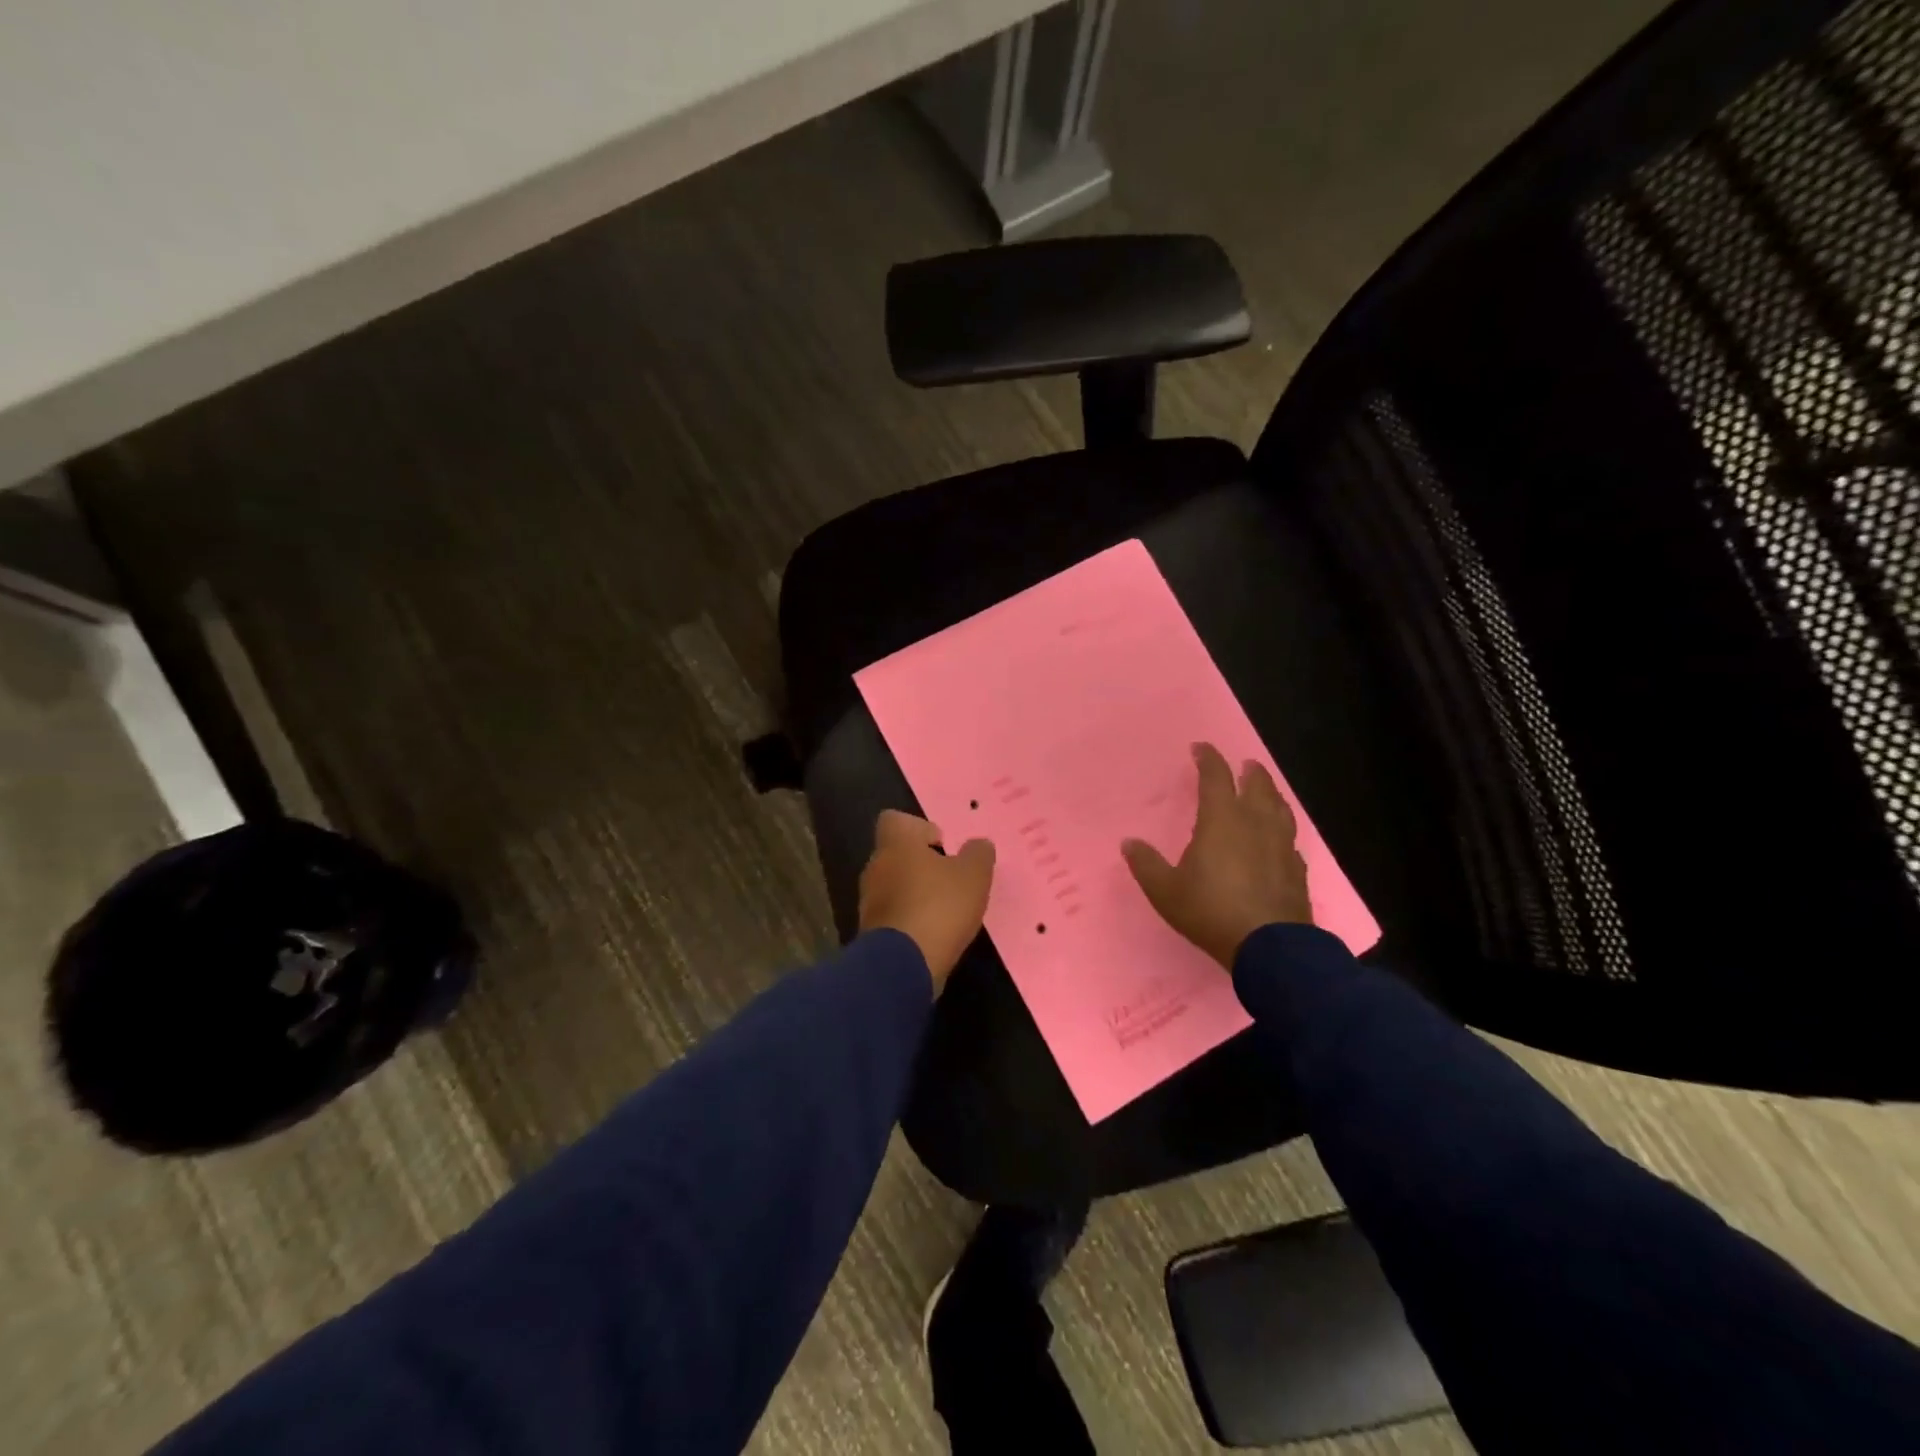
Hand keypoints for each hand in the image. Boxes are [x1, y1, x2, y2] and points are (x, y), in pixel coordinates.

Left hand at [858, 811, 995, 991]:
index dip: (918, 827)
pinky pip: (893, 915)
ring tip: (945, 909)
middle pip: (896, 854)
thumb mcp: (974, 876)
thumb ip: (978, 854)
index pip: (894, 820)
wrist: (902, 966)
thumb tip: (978, 845)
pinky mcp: (871, 932)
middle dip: (921, 863)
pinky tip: (933, 932)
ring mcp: (869, 901)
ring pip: (894, 885)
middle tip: (950, 878)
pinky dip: (910, 919)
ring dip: (915, 892)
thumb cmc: (939, 907)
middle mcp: (876, 866)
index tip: (941, 844)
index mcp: (896, 844)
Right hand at [1122, 742, 1312, 967]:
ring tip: (1266, 792)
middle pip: (1257, 787)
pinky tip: (1279, 839)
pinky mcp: (1297, 869)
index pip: (1216, 778)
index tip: (1201, 748)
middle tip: (1245, 764)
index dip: (1209, 759)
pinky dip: (1281, 830)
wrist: (1269, 947)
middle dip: (1249, 772)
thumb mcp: (1166, 891)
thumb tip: (1129, 843)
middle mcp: (1255, 824)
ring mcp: (1281, 846)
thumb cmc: (1211, 911)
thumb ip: (1146, 864)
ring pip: (1280, 809)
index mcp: (1222, 821)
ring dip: (1271, 794)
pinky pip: (1289, 839)